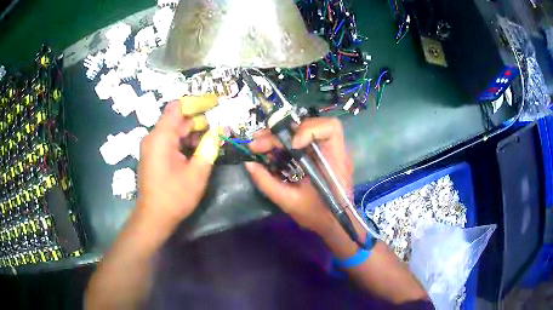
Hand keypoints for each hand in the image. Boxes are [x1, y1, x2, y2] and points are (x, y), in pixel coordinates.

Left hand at [136, 99, 220, 227]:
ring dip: (192, 131)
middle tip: (219, 125)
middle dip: (198, 119)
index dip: (197, 102)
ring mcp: (152, 146)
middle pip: (176, 118)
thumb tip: (219, 130)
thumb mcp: (197, 172)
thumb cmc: (174, 196)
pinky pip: (170, 140)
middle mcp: (154, 137)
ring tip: (212, 138)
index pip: (178, 107)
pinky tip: (198, 148)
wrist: (153, 218)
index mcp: (161, 137)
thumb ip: (209, 147)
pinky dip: (184, 141)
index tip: (215, 103)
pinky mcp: (153, 155)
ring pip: (174, 129)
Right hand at [245, 118, 353, 236]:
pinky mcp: (321, 154)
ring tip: (260, 142)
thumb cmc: (317, 215)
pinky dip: (286, 140)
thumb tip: (249, 164)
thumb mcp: (289, 202)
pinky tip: (272, 148)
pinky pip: (303, 139)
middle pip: (313, 124)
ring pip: (306, 128)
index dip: (309, 130)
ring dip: (282, 133)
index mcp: (334, 161)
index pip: (331, 129)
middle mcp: (335, 150)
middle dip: (283, 131)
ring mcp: (329, 151)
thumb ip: (267, 183)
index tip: (292, 146)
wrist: (334, 224)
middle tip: (258, 141)